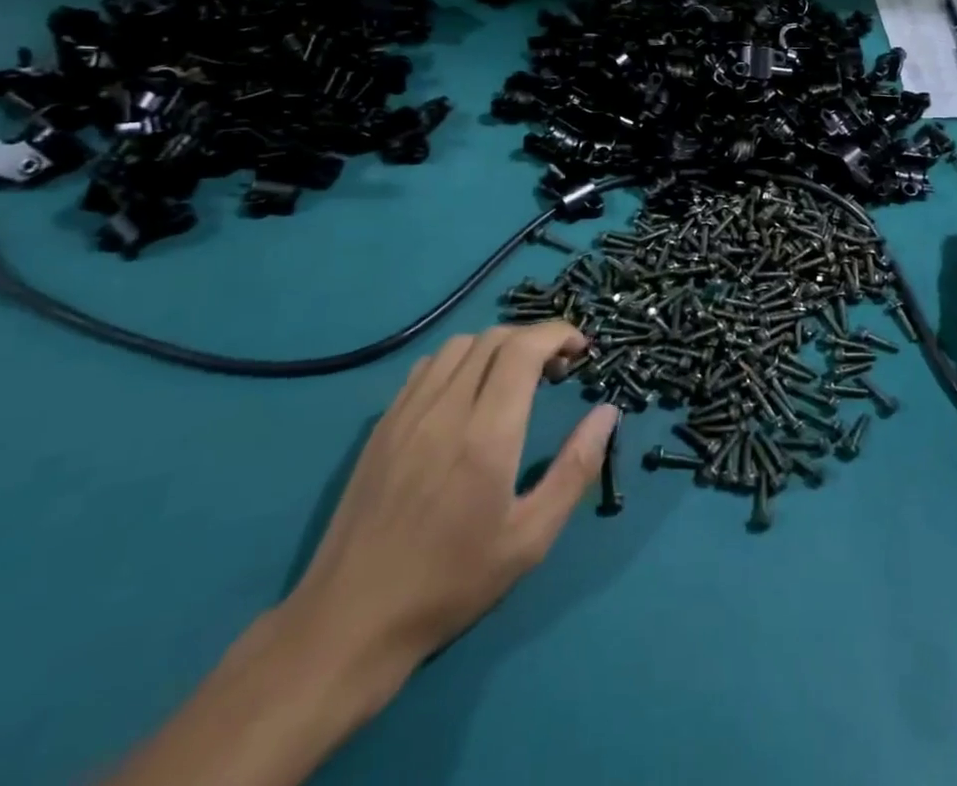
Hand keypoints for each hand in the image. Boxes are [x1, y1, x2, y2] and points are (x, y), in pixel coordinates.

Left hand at [279, 323, 618, 698]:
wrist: (349, 622)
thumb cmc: (450, 584)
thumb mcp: (530, 539)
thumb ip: (575, 469)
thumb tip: (607, 413)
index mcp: (485, 434)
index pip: (524, 348)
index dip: (558, 334)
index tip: (581, 349)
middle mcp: (445, 409)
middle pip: (495, 337)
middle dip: (534, 339)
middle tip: (556, 370)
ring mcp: (407, 412)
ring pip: (459, 345)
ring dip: (497, 347)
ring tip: (514, 378)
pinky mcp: (382, 424)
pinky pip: (427, 367)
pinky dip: (460, 361)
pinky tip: (467, 395)